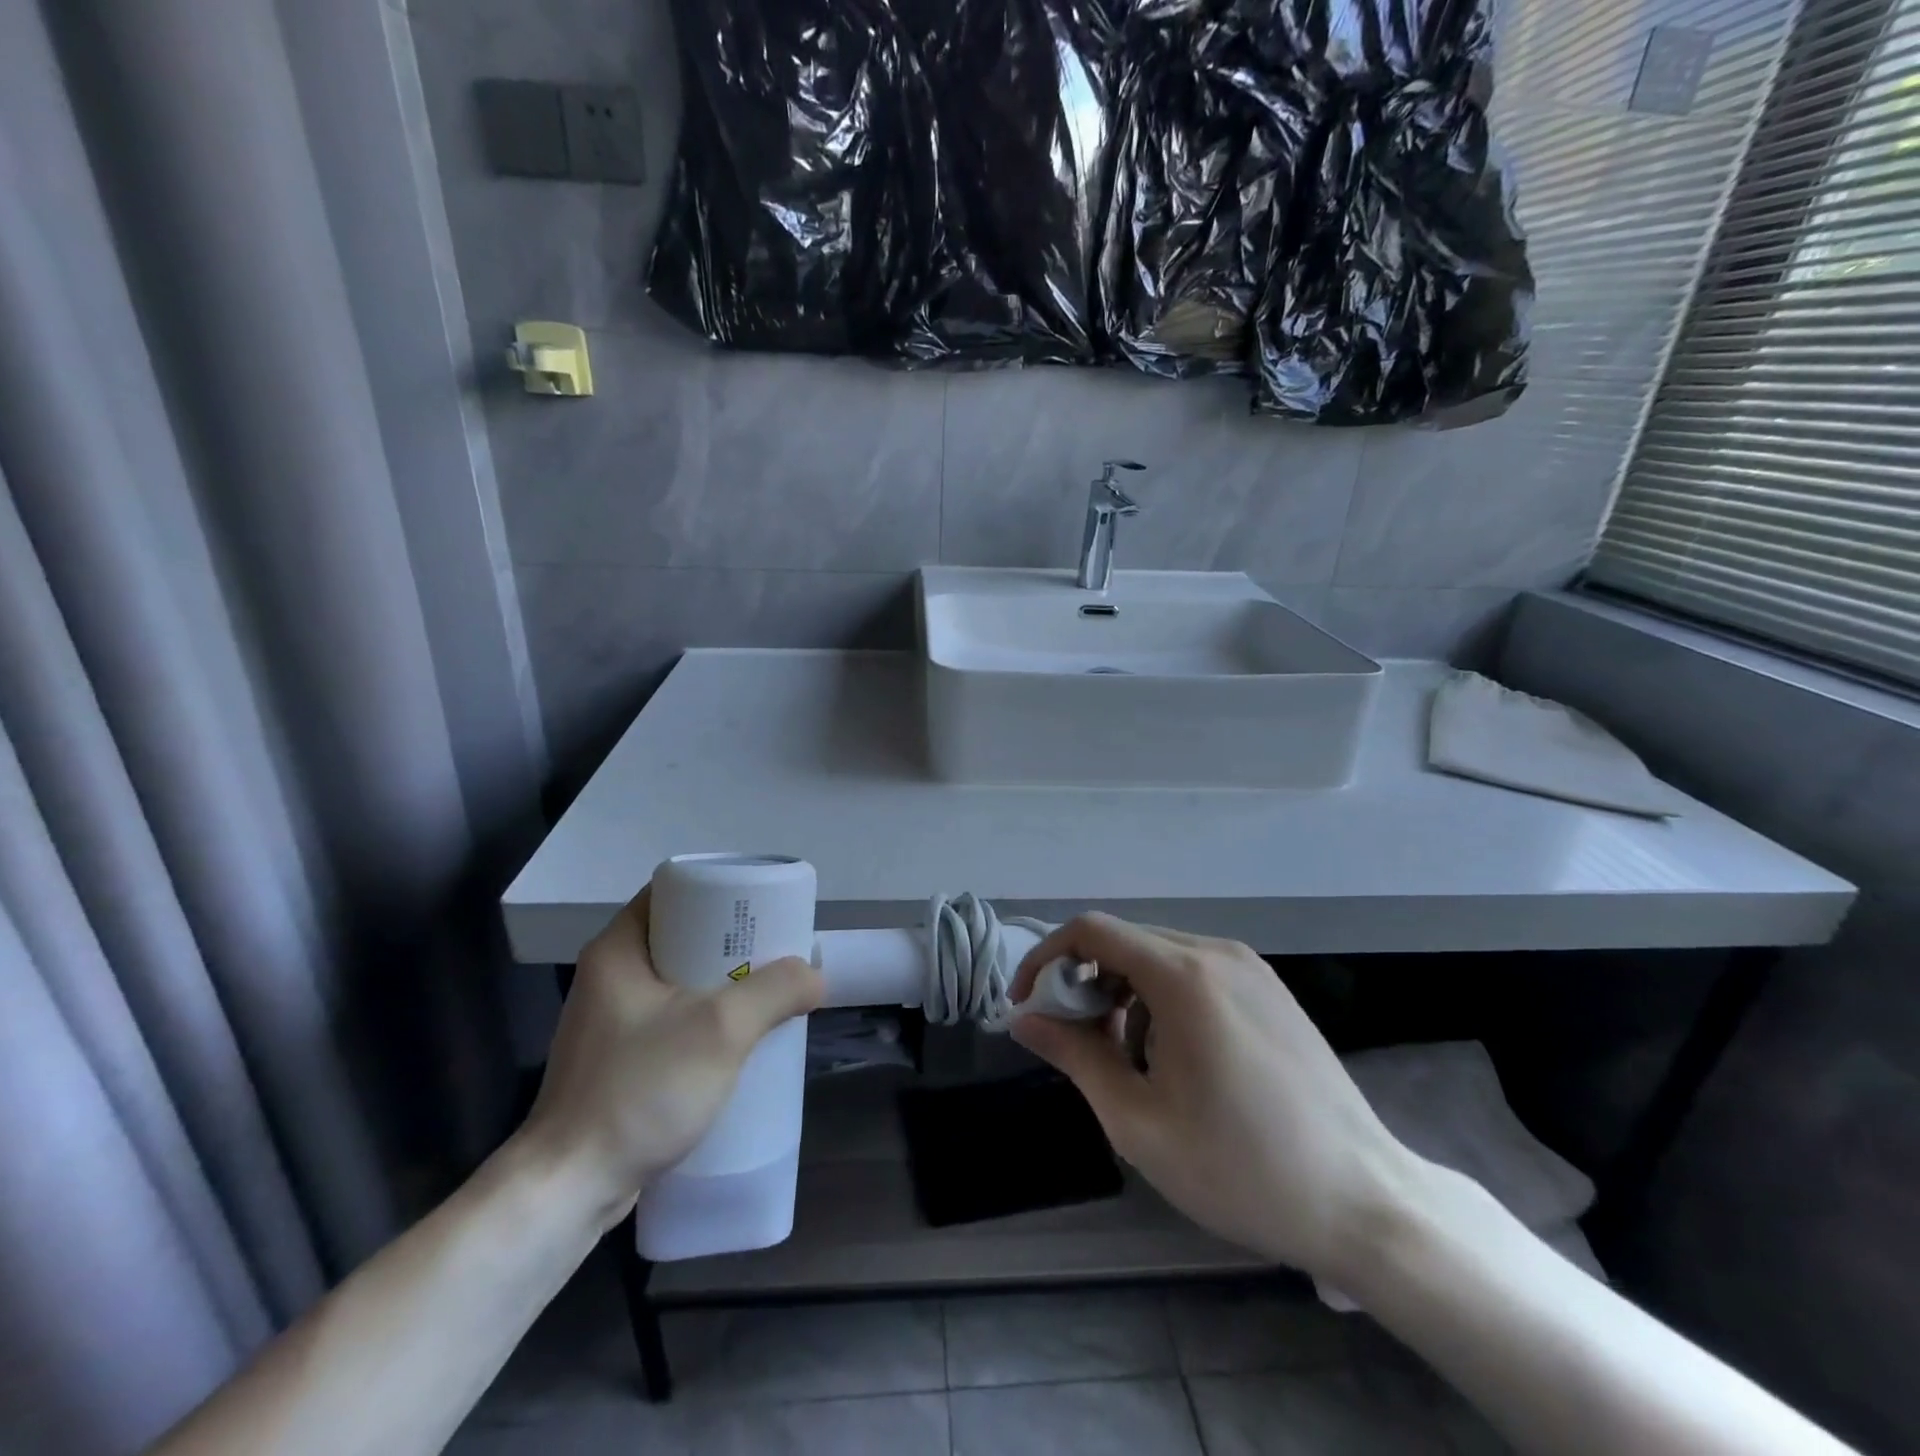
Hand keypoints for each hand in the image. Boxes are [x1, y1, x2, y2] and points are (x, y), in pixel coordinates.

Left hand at [519, 885, 823, 1226]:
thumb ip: (775, 992)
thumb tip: (815, 975)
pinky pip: (673, 1018)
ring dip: (723, 983)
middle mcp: (610, 975)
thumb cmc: (639, 1090)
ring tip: (768, 991)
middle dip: (732, 942)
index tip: (762, 906)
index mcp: (618, 949)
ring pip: (680, 980)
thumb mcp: (720, 1030)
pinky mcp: (618, 1059)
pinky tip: (739, 1037)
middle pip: (682, 935)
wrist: (569, 1189)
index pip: (674, 891)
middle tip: (776, 950)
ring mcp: (611, 1020)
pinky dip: (707, 1017)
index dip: (721, 891)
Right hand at [1009, 914, 1420, 1284]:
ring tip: (1128, 1060)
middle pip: (1125, 941)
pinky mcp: (1270, 989)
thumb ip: (1074, 1056)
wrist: (1364, 1203)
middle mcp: (1217, 952)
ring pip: (1159, 956)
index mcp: (1184, 976)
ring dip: (1123, 993)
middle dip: (1084, 982)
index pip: (1092, 931)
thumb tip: (1023, 1019)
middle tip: (1075, 1042)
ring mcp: (1250, 968)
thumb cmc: (1240, 1168)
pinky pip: (1195, 971)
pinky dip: (1162, 998)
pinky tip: (1176, 1056)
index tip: (1027, 1006)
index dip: (1046, 958)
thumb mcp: (1138, 1121)